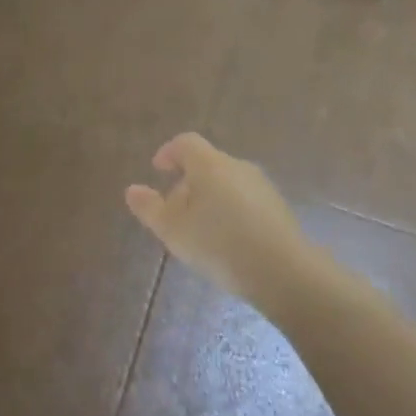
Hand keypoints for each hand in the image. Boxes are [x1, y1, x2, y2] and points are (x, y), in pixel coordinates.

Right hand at [125, 133, 307, 300]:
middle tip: (174, 213)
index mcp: (210, 164)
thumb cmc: (218, 244)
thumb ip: (149, 208)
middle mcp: (238, 167)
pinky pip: (245, 201)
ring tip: (199, 232)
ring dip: (209, 199)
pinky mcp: (278, 208)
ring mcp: (262, 187)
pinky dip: (229, 212)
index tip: (158, 170)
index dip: (168, 153)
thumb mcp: (173, 230)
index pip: (186, 143)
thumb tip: (132, 190)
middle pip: (207, 164)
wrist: (283, 272)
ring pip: (227, 184)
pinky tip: (226, 242)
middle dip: (187, 183)